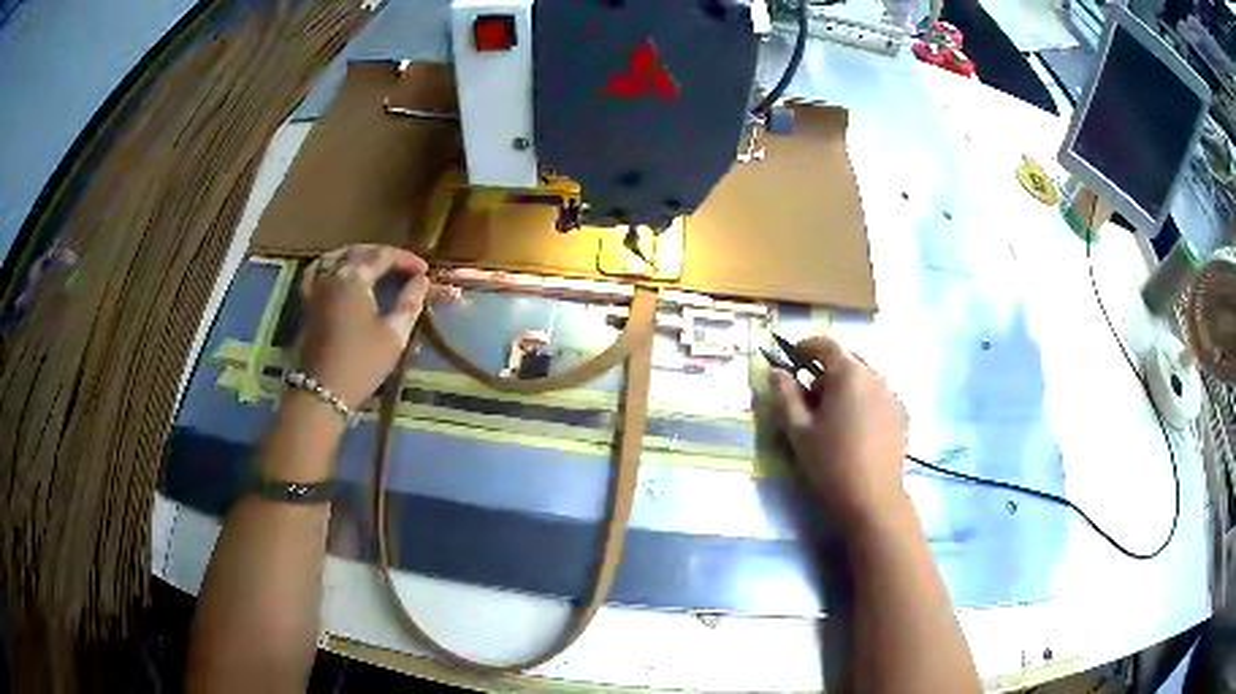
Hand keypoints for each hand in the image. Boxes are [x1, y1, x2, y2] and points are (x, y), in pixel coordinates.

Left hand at [296, 244, 429, 407]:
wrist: (322, 391)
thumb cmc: (361, 363)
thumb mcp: (393, 334)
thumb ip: (409, 302)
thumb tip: (421, 280)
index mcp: (355, 278)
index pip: (383, 255)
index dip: (406, 259)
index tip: (424, 270)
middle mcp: (333, 274)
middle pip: (359, 252)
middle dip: (383, 255)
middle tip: (404, 268)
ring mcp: (316, 287)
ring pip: (336, 257)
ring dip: (358, 255)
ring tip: (374, 264)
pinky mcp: (308, 302)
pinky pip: (316, 271)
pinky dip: (329, 265)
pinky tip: (336, 270)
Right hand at [769, 335, 909, 534]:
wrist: (873, 498)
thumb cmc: (831, 462)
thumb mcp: (799, 430)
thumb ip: (785, 396)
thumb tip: (776, 372)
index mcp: (849, 374)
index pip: (826, 345)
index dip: (806, 347)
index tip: (792, 359)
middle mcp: (875, 376)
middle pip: (848, 359)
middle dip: (827, 369)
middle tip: (810, 396)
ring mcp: (892, 395)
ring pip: (866, 377)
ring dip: (847, 385)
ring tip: (833, 415)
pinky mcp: (902, 414)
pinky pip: (879, 394)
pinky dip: (864, 399)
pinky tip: (855, 427)